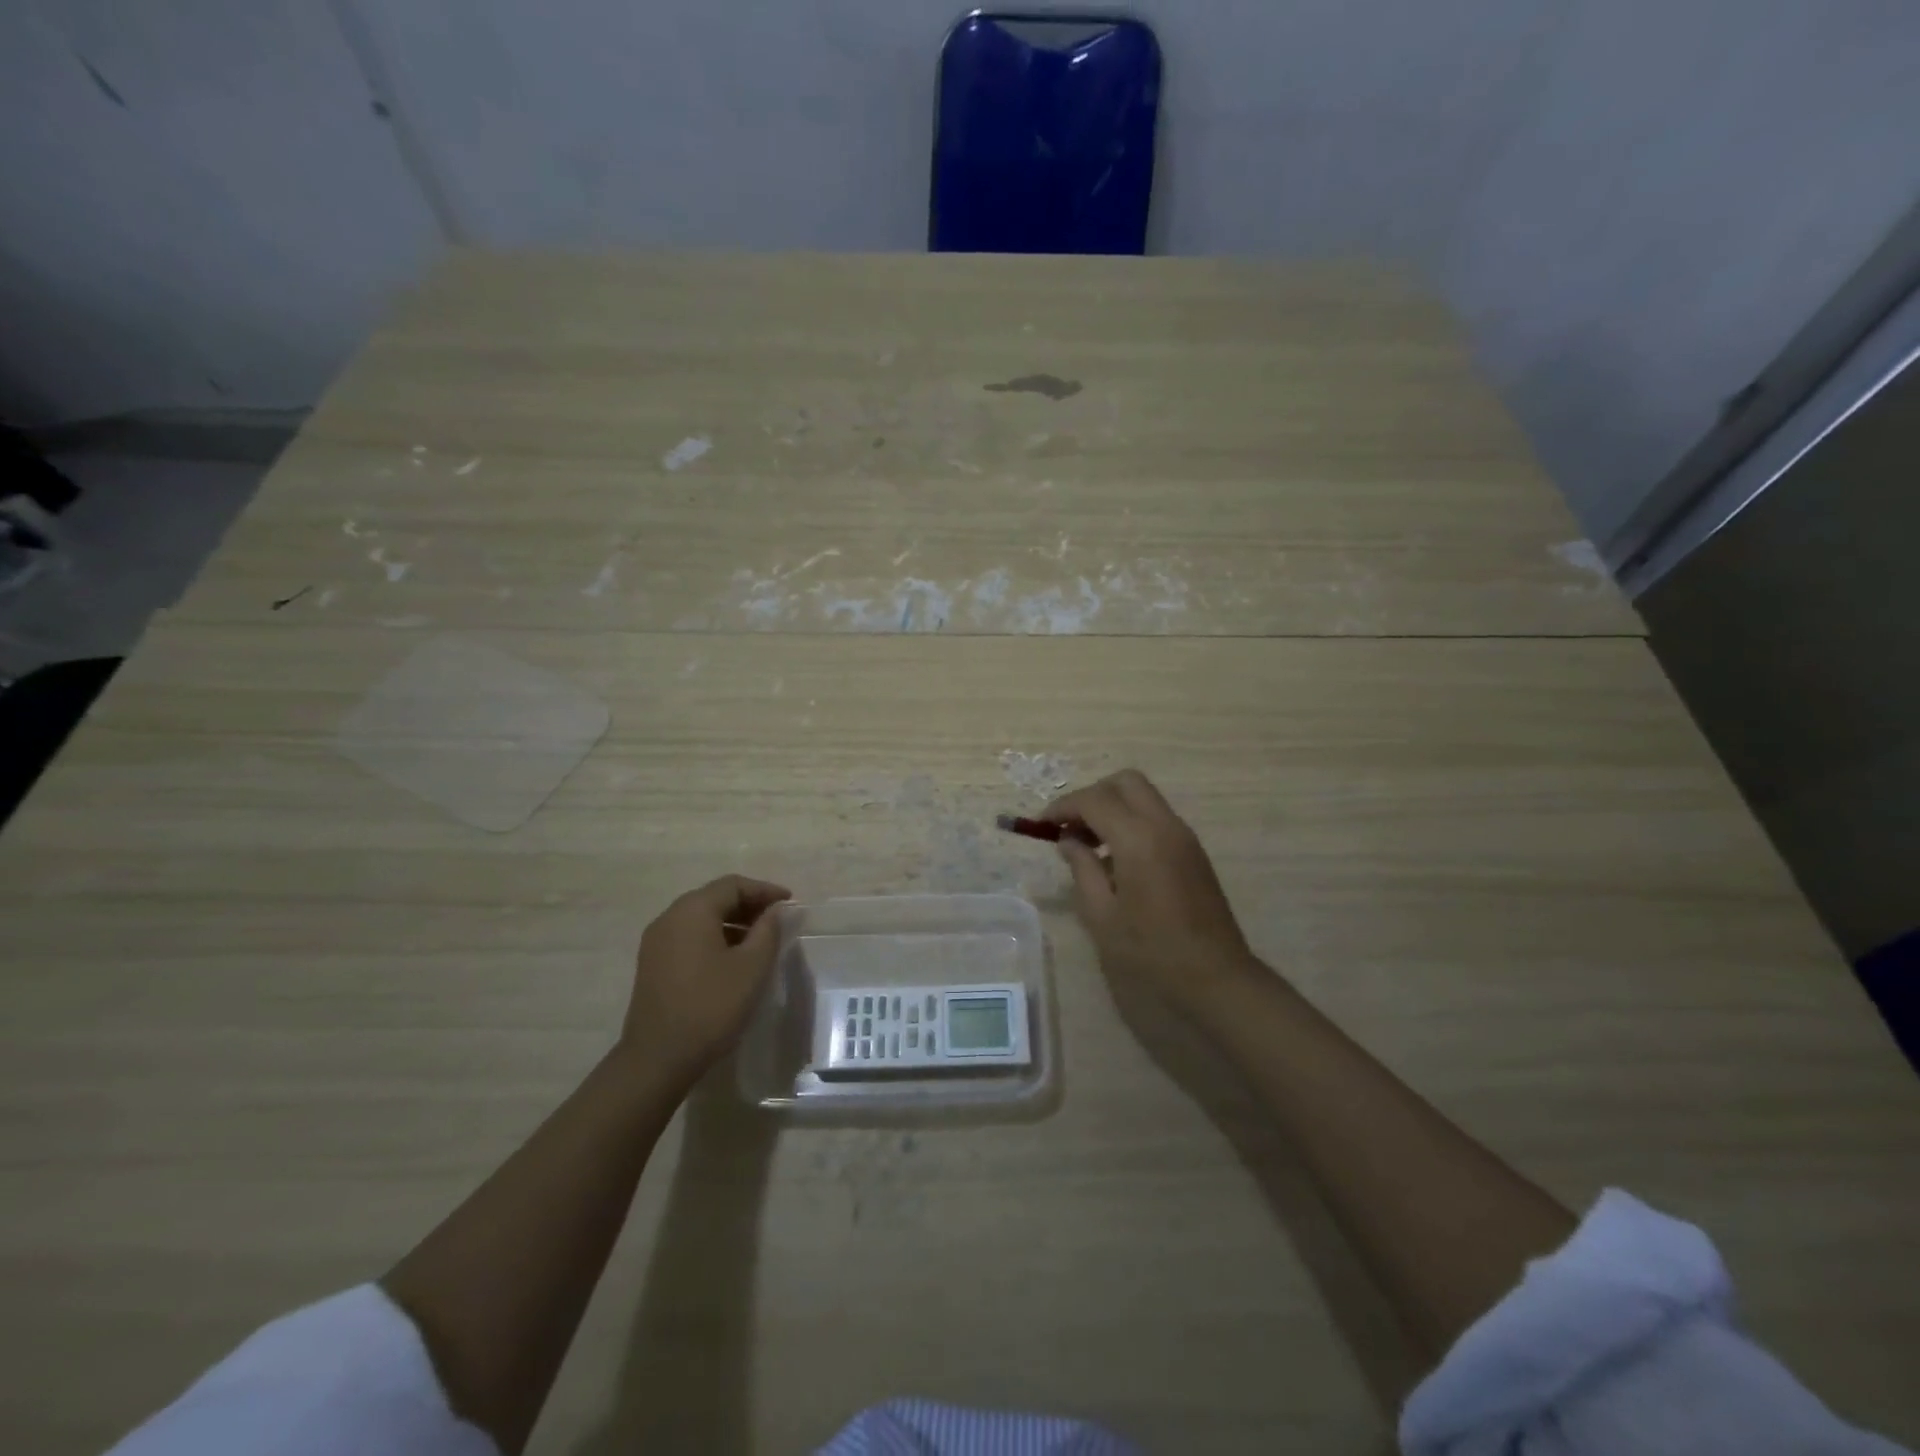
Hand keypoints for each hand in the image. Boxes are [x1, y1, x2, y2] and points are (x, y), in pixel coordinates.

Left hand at [621, 875, 791, 1083]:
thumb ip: (768, 930)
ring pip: (701, 918)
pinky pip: (689, 937)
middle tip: (778, 920)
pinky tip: (733, 959)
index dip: (765, 890)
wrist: (658, 1059)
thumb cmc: (711, 1006)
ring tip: (760, 941)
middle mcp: (670, 917)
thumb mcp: (752, 966)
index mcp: (693, 910)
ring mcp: (657, 942)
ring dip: (733, 922)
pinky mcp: (653, 964)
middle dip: (749, 905)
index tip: (790, 903)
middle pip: (715, 898)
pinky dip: (715, 937)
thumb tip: (775, 911)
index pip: (733, 885)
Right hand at [1043, 770, 1263, 1014]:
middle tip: (1070, 827)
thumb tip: (1069, 841)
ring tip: (1088, 845)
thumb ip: (1082, 869)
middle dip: (1092, 796)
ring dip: (1112, 807)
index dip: (1063, 807)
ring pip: (1143, 797)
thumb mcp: (1102, 915)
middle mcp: (1164, 826)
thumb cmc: (1152, 952)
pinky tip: (1116, 859)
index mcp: (1138, 839)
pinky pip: (1156, 817)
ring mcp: (1184, 836)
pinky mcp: (1193, 851)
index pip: (1094, 800)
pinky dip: (1131, 821)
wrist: (1216, 977)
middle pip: (1125, 782)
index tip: (1041, 825)